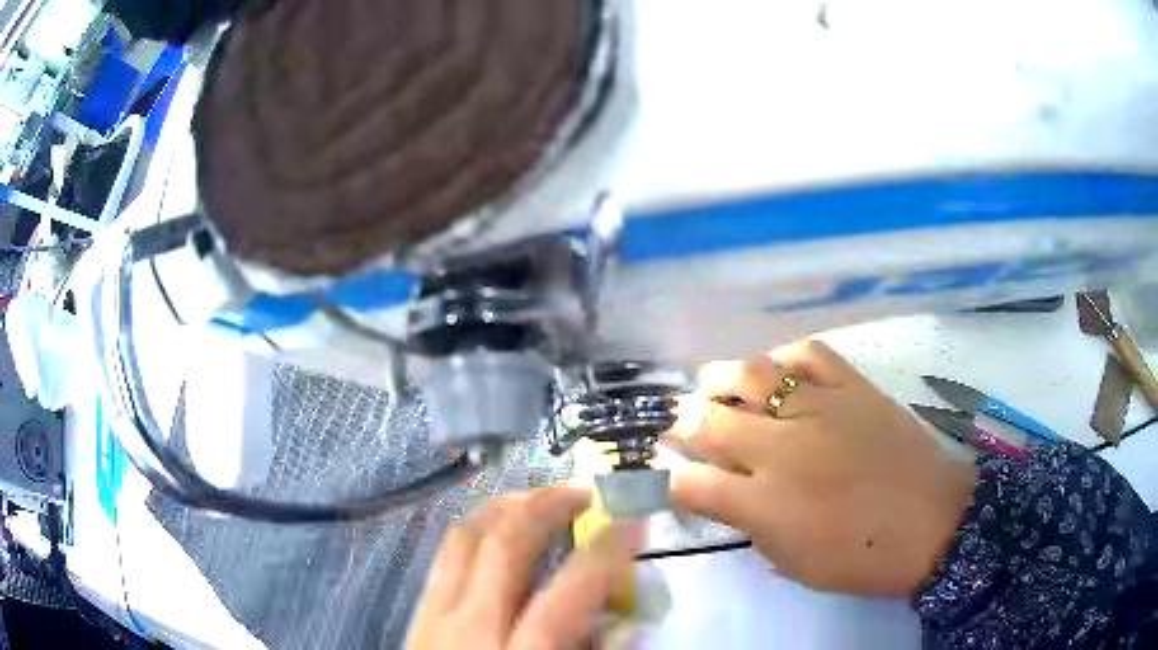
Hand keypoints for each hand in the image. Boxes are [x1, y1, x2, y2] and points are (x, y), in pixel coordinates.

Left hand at [406, 487, 633, 649]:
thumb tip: (622, 622)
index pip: (563, 599)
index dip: (603, 555)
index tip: (634, 522)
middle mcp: (468, 627)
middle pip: (503, 548)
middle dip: (548, 508)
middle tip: (585, 491)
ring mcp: (433, 614)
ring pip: (465, 538)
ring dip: (508, 507)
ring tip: (543, 499)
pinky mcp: (418, 611)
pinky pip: (448, 553)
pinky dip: (478, 528)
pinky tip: (498, 529)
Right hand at [667, 340, 977, 596]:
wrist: (930, 523)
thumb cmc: (859, 557)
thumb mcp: (791, 562)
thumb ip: (750, 525)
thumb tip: (725, 496)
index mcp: (763, 504)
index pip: (690, 484)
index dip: (669, 480)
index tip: (669, 478)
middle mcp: (780, 450)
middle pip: (707, 421)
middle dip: (683, 423)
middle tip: (683, 425)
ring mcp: (818, 410)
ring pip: (750, 375)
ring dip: (720, 380)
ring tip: (714, 386)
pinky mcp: (851, 387)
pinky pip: (807, 354)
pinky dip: (783, 358)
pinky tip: (776, 371)